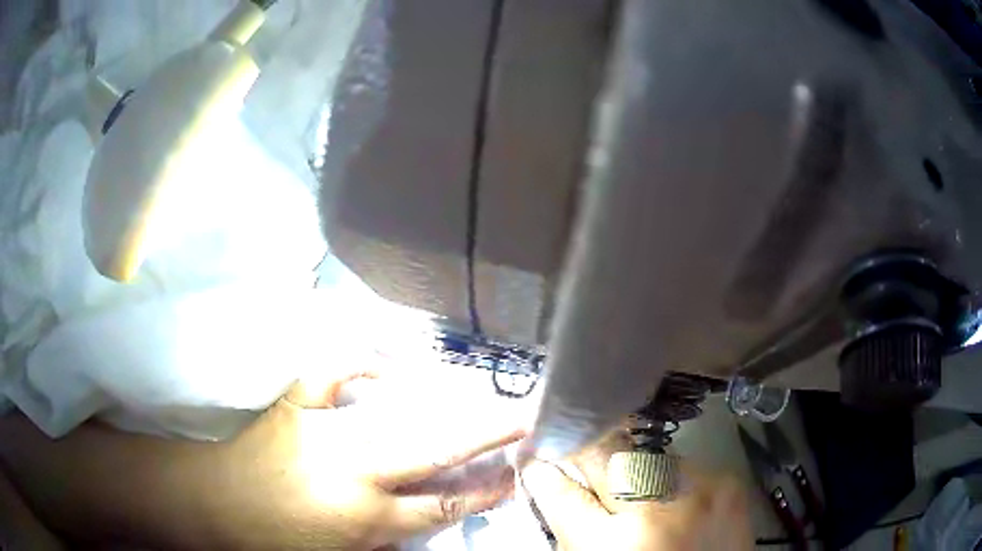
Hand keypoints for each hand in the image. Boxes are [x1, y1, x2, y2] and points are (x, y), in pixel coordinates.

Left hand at [208, 369, 524, 550]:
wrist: (212, 504)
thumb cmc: (274, 540)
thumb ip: (388, 538)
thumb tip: (427, 517)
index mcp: (366, 519)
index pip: (443, 504)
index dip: (484, 491)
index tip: (513, 474)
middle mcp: (354, 474)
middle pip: (434, 451)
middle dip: (484, 434)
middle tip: (519, 418)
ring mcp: (323, 432)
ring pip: (397, 413)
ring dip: (442, 402)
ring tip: (473, 393)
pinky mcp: (294, 406)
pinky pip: (331, 373)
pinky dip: (360, 362)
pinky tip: (384, 364)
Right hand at [522, 432, 751, 550]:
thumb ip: (573, 528)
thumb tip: (549, 484)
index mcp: (614, 544)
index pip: (561, 492)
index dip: (541, 471)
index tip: (532, 457)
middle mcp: (659, 508)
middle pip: (605, 455)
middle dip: (582, 447)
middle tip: (569, 445)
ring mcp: (701, 488)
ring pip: (644, 454)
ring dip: (627, 464)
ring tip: (626, 481)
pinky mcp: (728, 481)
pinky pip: (680, 463)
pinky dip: (664, 475)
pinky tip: (665, 494)